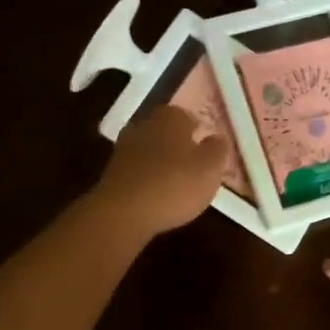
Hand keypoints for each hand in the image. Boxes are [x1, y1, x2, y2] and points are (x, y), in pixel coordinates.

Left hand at [92, 106, 230, 240]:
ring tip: (176, 185)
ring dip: (161, 163)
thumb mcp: (210, 169)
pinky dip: (147, 180)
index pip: (187, 116)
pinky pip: (137, 171)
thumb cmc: (174, 185)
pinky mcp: (112, 173)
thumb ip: (217, 150)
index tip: (207, 149)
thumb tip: (217, 138)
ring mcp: (124, 148)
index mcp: (170, 117)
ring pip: (150, 151)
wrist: (123, 212)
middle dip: (178, 146)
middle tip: (193, 166)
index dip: (198, 132)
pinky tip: (156, 196)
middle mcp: (144, 125)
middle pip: (166, 132)